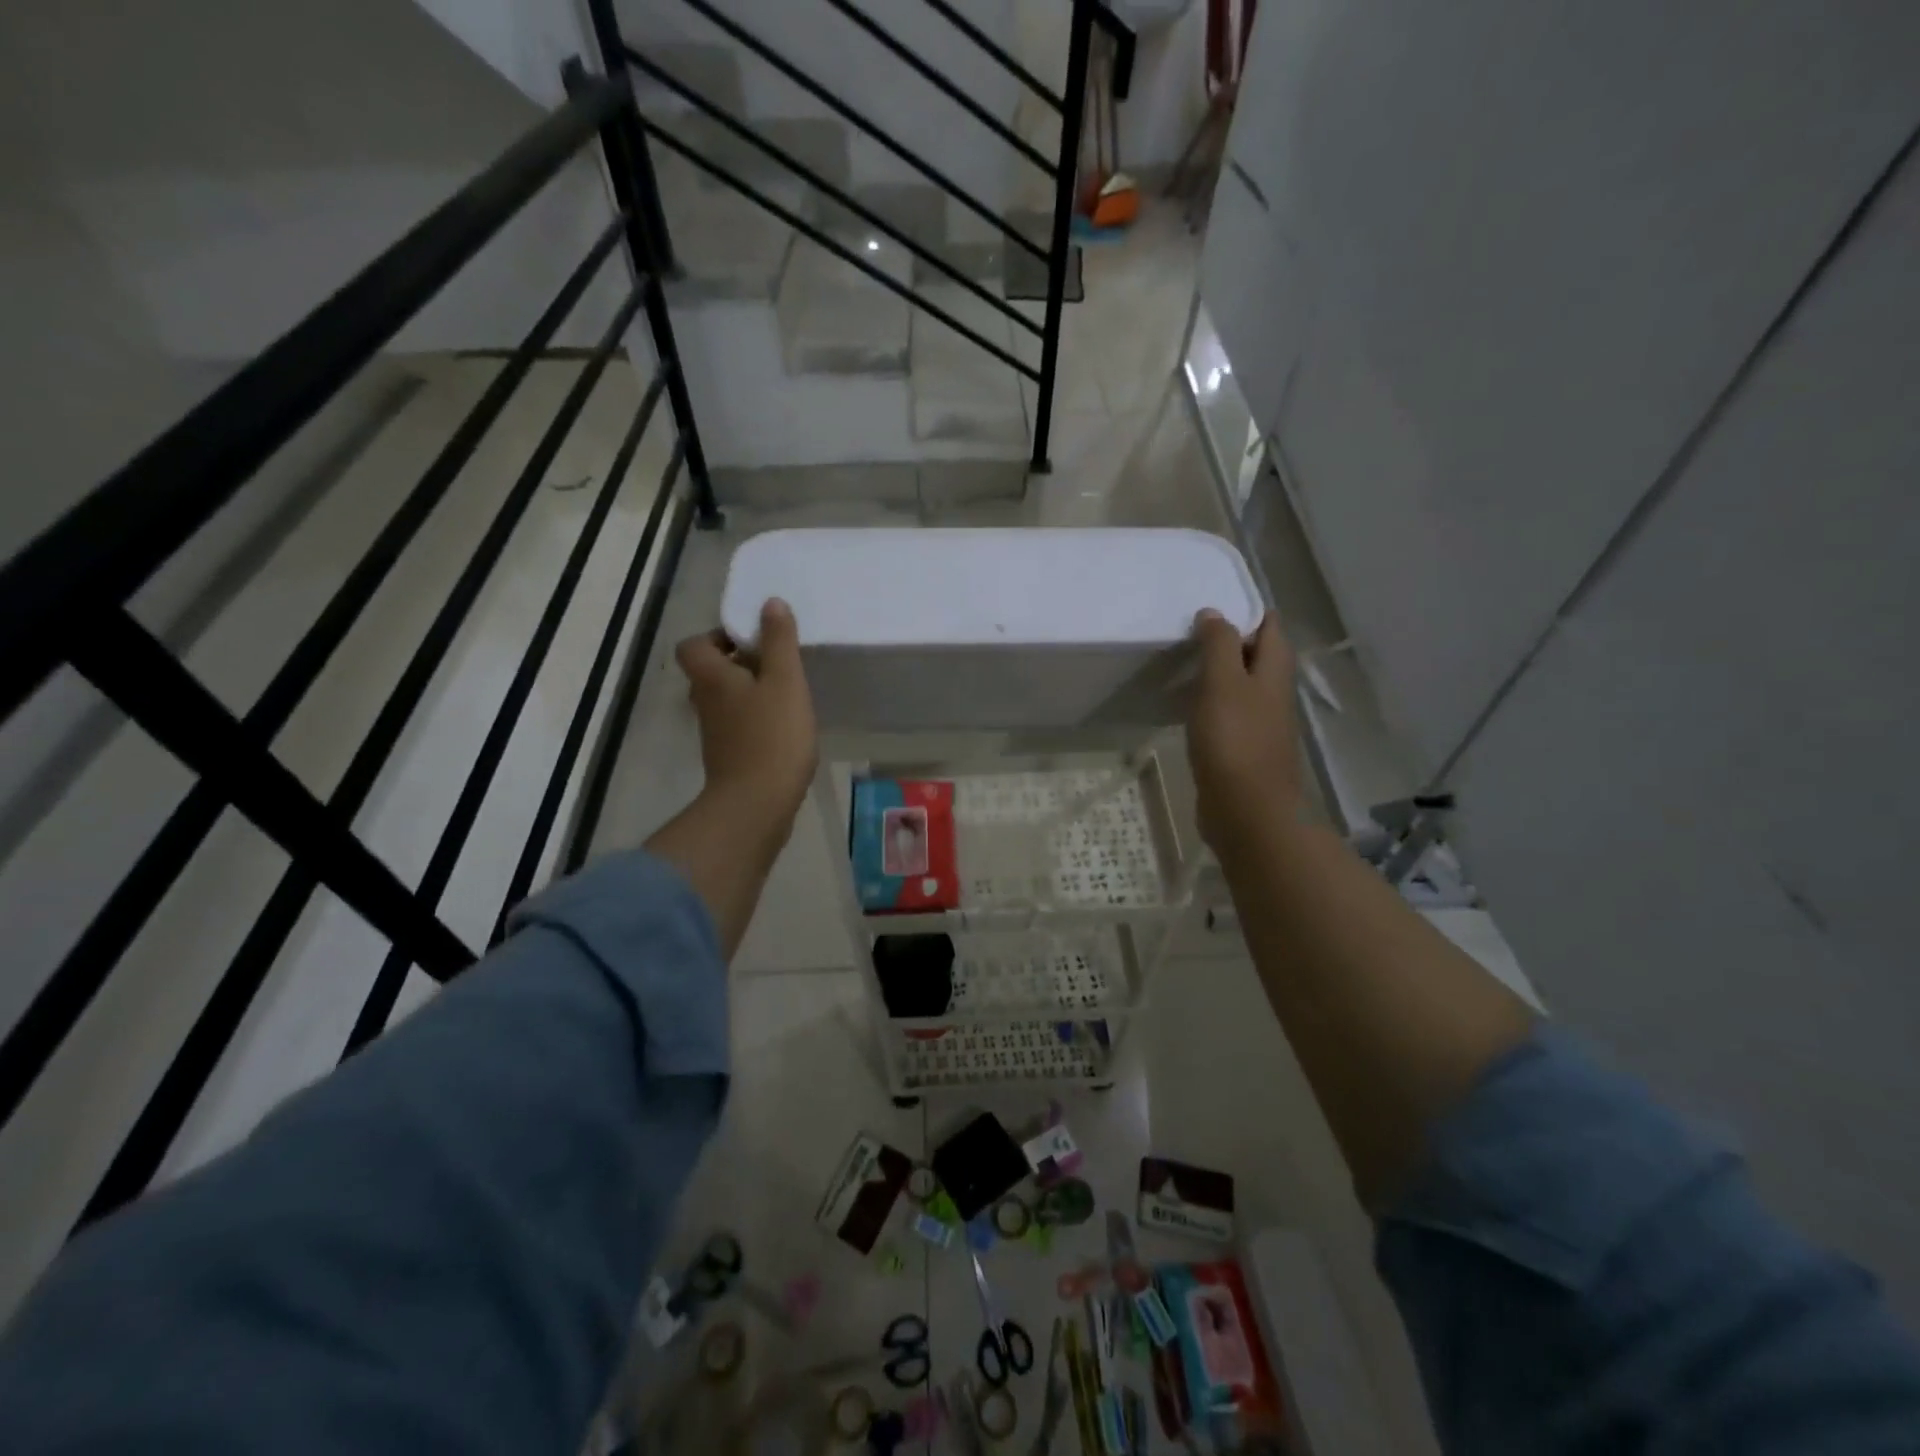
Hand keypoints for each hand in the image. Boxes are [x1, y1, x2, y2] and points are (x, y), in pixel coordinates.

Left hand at [675, 598, 817, 832]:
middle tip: (775, 663)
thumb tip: (770, 603)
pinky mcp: (728, 756)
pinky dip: (754, 718)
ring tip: (785, 692)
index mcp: (711, 677)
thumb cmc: (772, 736)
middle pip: (710, 672)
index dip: (717, 637)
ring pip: (725, 699)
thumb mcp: (784, 681)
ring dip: (748, 691)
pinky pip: (737, 724)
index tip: (751, 639)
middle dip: (739, 663)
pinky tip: (783, 724)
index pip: (693, 645)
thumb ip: (778, 641)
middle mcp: (705, 702)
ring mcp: (714, 732)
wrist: (757, 804)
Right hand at [1186, 611, 1301, 851]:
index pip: (1269, 625)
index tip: (1210, 601)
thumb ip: (1219, 645)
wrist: (1246, 810)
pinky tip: (1186, 706)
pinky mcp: (1242, 748)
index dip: (1245, 609)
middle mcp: (1273, 693)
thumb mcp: (1223, 683)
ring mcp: (1260, 723)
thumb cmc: (1235, 741)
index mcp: (1274, 671)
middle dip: (1228, 639)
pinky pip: (1227, 714)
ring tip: (1182, 662)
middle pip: (1256, 654)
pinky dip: (1210, 702)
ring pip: (1240, 685)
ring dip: (1217, 672)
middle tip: (1188, 630)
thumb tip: (1214, 613)